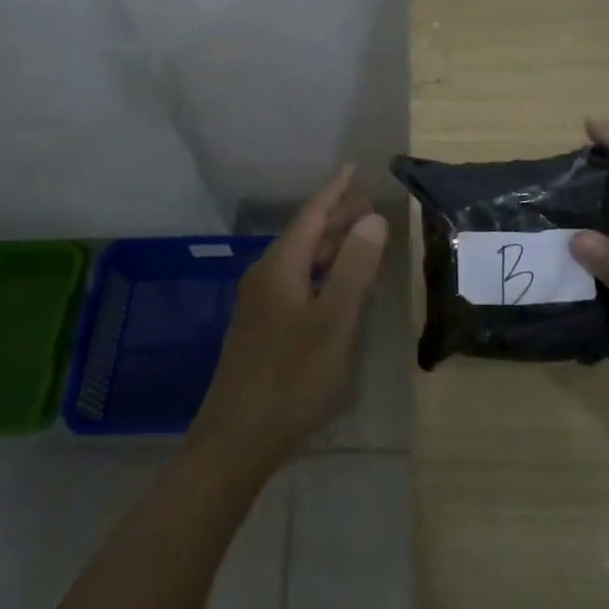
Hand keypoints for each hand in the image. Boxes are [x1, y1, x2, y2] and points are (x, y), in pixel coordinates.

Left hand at [193, 166, 386, 467]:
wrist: (236, 440)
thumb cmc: (291, 377)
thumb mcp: (333, 321)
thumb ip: (354, 268)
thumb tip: (372, 219)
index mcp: (281, 267)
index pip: (312, 216)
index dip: (335, 191)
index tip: (353, 168)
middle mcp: (267, 277)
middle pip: (306, 236)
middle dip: (336, 216)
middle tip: (368, 201)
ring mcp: (261, 305)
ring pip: (302, 261)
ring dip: (331, 246)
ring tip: (361, 236)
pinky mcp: (263, 330)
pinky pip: (298, 283)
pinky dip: (323, 273)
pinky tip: (338, 286)